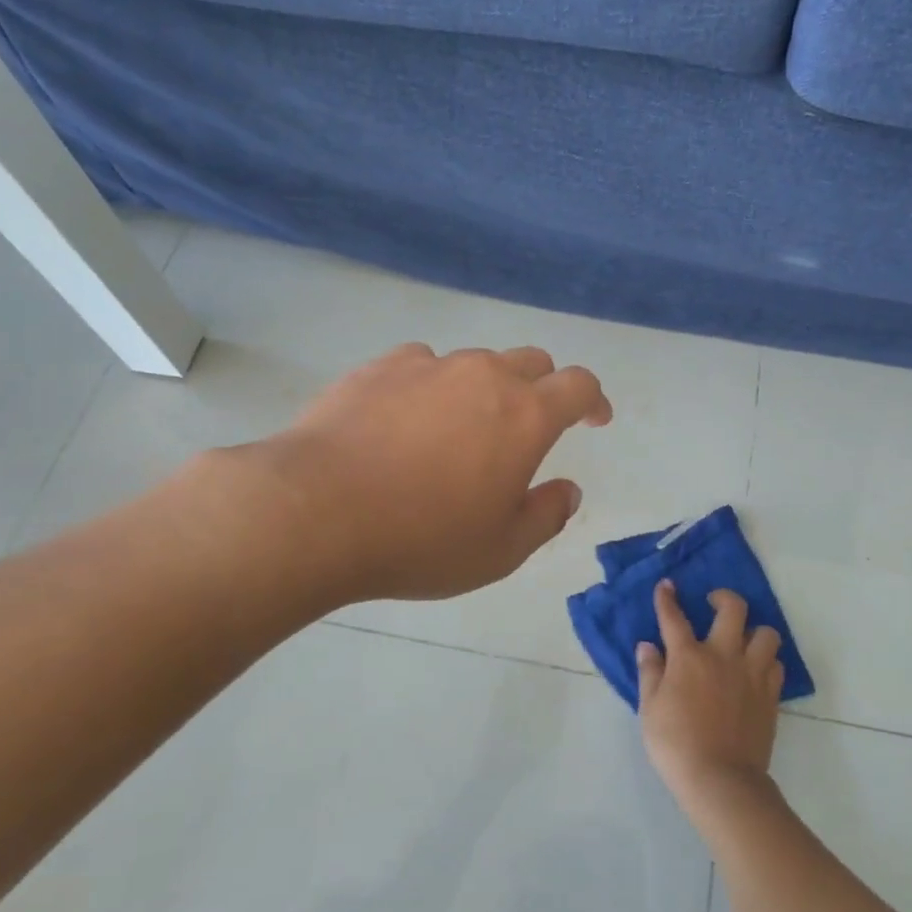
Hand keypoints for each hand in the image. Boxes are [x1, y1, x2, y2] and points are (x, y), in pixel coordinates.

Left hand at [208, 343, 612, 604]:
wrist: (316, 512)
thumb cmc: (422, 539)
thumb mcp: (501, 550)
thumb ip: (546, 516)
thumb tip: (568, 491)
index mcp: (526, 415)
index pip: (579, 385)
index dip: (594, 400)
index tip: (595, 420)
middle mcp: (484, 376)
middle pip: (532, 361)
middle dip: (543, 388)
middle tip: (531, 427)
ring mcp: (429, 366)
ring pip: (475, 362)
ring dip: (485, 388)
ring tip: (461, 430)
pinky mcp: (379, 367)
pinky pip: (422, 364)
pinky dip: (431, 384)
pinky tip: (408, 418)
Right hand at [637, 580, 784, 812]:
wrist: (721, 780)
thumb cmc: (676, 744)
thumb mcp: (650, 708)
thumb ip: (650, 672)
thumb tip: (648, 646)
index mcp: (689, 656)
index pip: (674, 617)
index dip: (667, 599)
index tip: (666, 586)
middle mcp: (723, 655)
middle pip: (733, 609)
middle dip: (723, 598)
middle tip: (714, 604)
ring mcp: (752, 674)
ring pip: (766, 633)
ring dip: (754, 631)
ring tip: (743, 641)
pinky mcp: (770, 695)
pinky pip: (776, 665)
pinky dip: (767, 661)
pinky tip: (756, 670)